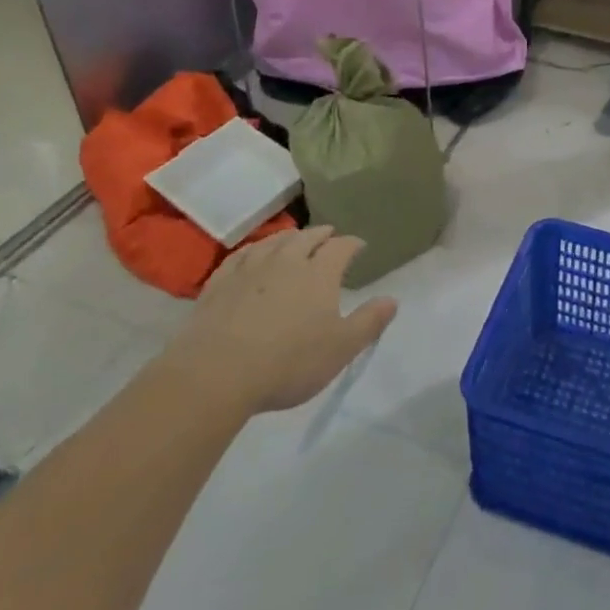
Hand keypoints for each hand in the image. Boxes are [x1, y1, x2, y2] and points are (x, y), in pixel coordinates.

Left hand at [157, 226, 396, 419]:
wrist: (216, 374)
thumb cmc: (288, 363)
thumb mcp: (340, 349)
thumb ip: (369, 323)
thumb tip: (392, 299)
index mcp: (319, 273)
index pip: (341, 247)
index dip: (353, 244)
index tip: (359, 246)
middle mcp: (287, 261)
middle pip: (307, 237)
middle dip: (322, 234)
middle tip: (329, 235)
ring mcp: (250, 269)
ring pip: (274, 242)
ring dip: (288, 237)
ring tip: (294, 238)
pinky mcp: (219, 283)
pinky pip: (240, 256)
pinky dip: (253, 250)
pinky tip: (252, 255)